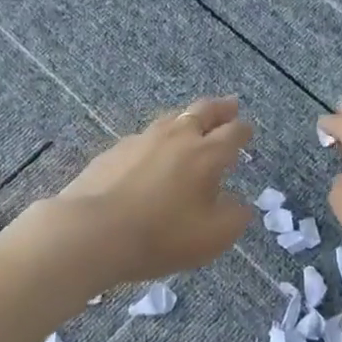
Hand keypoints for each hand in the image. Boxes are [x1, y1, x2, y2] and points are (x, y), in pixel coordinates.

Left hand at [47, 96, 254, 286]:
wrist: (93, 232)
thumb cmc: (162, 236)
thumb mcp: (214, 236)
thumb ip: (234, 216)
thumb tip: (239, 203)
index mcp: (207, 155)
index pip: (233, 133)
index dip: (244, 130)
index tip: (248, 129)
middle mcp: (177, 138)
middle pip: (203, 112)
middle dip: (220, 108)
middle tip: (230, 105)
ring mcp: (142, 140)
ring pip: (171, 118)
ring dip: (187, 117)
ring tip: (192, 121)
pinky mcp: (114, 151)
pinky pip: (144, 137)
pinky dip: (157, 138)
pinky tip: (152, 150)